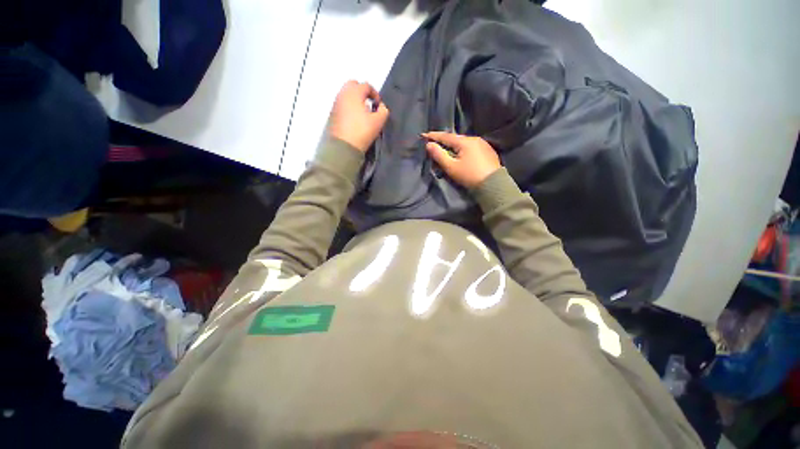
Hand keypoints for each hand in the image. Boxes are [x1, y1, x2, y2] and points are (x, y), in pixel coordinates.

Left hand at [328, 80, 389, 151]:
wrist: (343, 146)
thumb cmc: (362, 131)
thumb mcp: (378, 121)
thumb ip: (383, 110)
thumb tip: (381, 106)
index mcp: (354, 92)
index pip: (366, 86)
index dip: (375, 94)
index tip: (378, 105)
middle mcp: (343, 94)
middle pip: (353, 85)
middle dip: (362, 92)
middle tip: (369, 104)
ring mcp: (335, 103)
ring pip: (346, 94)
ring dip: (355, 100)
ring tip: (362, 113)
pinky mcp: (332, 113)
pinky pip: (342, 104)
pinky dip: (349, 107)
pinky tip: (354, 119)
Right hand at [423, 132, 500, 187]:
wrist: (493, 185)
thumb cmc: (469, 176)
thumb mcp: (451, 167)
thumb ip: (439, 155)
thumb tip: (429, 144)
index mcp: (465, 141)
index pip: (445, 136)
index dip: (434, 136)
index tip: (424, 135)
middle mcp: (474, 139)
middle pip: (455, 138)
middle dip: (444, 140)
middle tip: (434, 142)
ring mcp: (483, 144)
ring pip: (464, 142)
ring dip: (454, 145)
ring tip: (446, 148)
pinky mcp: (488, 151)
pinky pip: (471, 146)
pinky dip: (463, 149)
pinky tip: (460, 154)